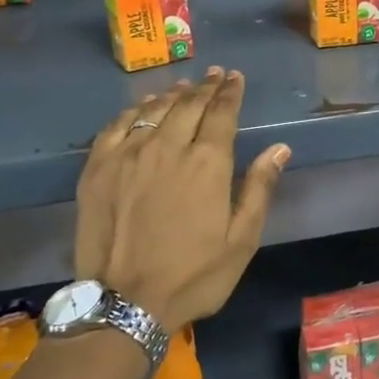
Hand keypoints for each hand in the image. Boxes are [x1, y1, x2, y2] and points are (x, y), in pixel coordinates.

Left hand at [74, 69, 289, 329]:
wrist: (124, 303)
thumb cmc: (193, 275)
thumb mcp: (242, 240)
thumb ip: (260, 188)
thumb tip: (279, 147)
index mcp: (208, 163)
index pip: (222, 113)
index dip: (230, 93)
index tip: (235, 78)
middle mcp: (168, 147)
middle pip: (189, 105)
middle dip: (205, 87)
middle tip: (214, 75)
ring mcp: (128, 154)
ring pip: (154, 110)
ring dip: (173, 94)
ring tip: (184, 86)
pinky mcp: (98, 167)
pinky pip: (118, 125)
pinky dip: (135, 110)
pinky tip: (143, 108)